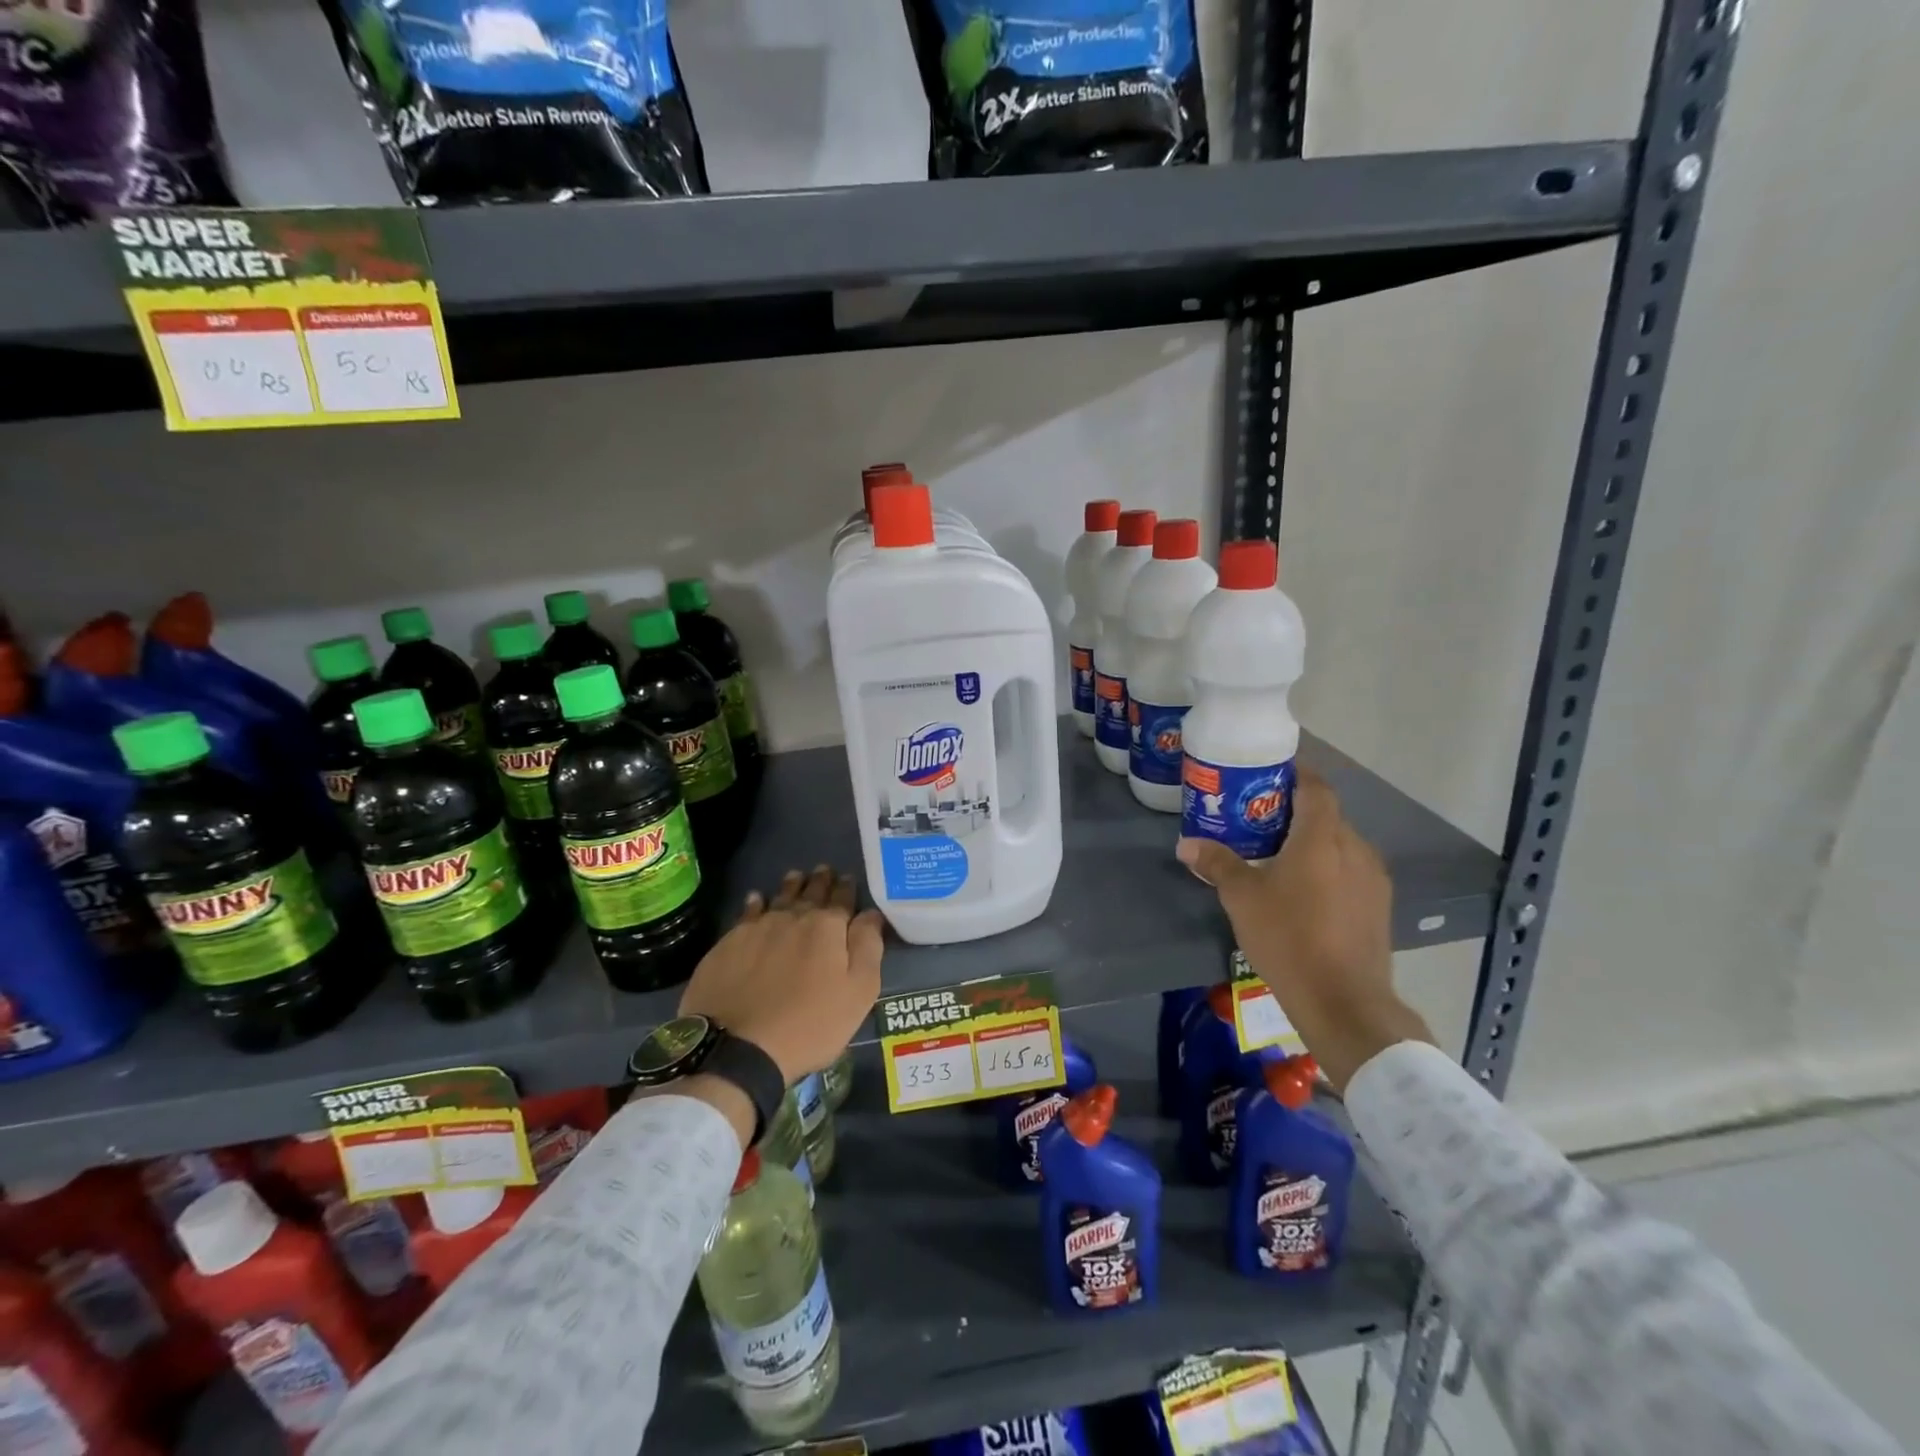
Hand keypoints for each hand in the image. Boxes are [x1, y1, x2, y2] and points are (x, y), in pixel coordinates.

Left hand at [679, 865, 884, 1086]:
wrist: (738, 1046)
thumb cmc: (810, 1024)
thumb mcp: (858, 992)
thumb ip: (868, 947)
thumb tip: (871, 914)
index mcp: (828, 927)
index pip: (842, 899)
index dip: (847, 888)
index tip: (848, 878)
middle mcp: (793, 917)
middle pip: (810, 893)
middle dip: (820, 881)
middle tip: (824, 870)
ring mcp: (757, 928)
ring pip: (779, 898)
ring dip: (790, 886)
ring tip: (796, 876)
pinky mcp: (728, 943)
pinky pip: (747, 913)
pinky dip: (755, 902)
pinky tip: (756, 899)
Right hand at [1176, 768, 1431, 1090]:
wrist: (1344, 1001)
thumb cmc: (1288, 937)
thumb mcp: (1242, 898)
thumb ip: (1217, 864)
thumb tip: (1186, 844)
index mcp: (1322, 837)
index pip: (1315, 788)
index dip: (1296, 774)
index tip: (1269, 772)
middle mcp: (1354, 848)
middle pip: (1327, 815)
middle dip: (1295, 811)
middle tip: (1260, 817)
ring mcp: (1372, 879)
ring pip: (1340, 844)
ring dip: (1313, 842)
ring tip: (1278, 854)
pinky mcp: (1378, 907)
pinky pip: (1350, 871)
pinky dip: (1328, 867)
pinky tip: (1304, 890)